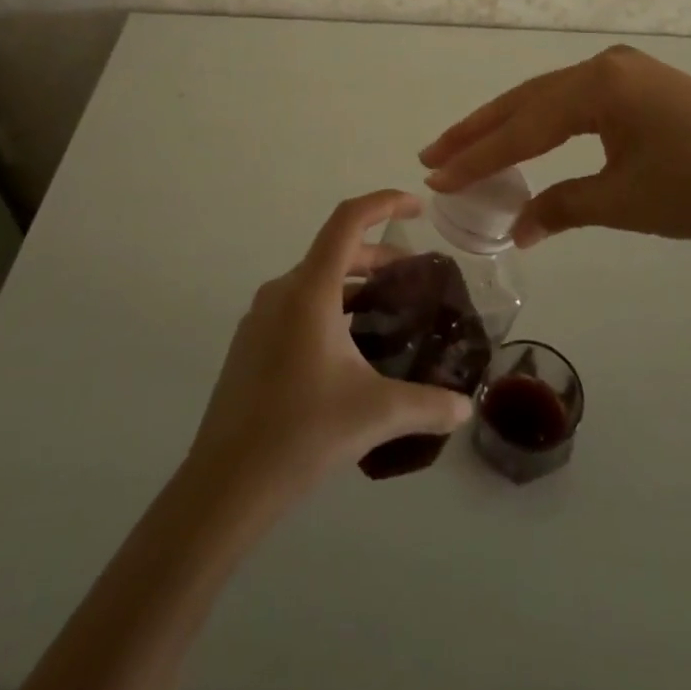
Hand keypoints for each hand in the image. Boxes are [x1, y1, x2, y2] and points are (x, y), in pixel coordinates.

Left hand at [187, 190, 472, 502]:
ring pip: (316, 280)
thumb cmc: (300, 434)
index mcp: (310, 291)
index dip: (385, 203)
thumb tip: (466, 409)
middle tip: (414, 279)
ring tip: (388, 315)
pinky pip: (298, 306)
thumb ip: (428, 405)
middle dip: (379, 256)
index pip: (348, 221)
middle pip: (336, 251)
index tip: (419, 209)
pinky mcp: (251, 343)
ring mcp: (260, 317)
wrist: (223, 486)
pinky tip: (350, 350)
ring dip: (354, 285)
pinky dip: (331, 307)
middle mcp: (282, 291)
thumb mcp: (375, 414)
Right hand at [420, 45, 690, 247]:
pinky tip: (527, 136)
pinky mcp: (642, 85)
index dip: (477, 156)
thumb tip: (516, 228)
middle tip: (433, 155)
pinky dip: (544, 122)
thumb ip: (562, 207)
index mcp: (597, 85)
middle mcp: (605, 66)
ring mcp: (626, 71)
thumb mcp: (623, 202)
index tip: (435, 177)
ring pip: (550, 98)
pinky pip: (577, 102)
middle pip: (527, 100)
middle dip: (479, 131)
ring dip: (508, 124)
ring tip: (464, 145)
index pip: (522, 125)